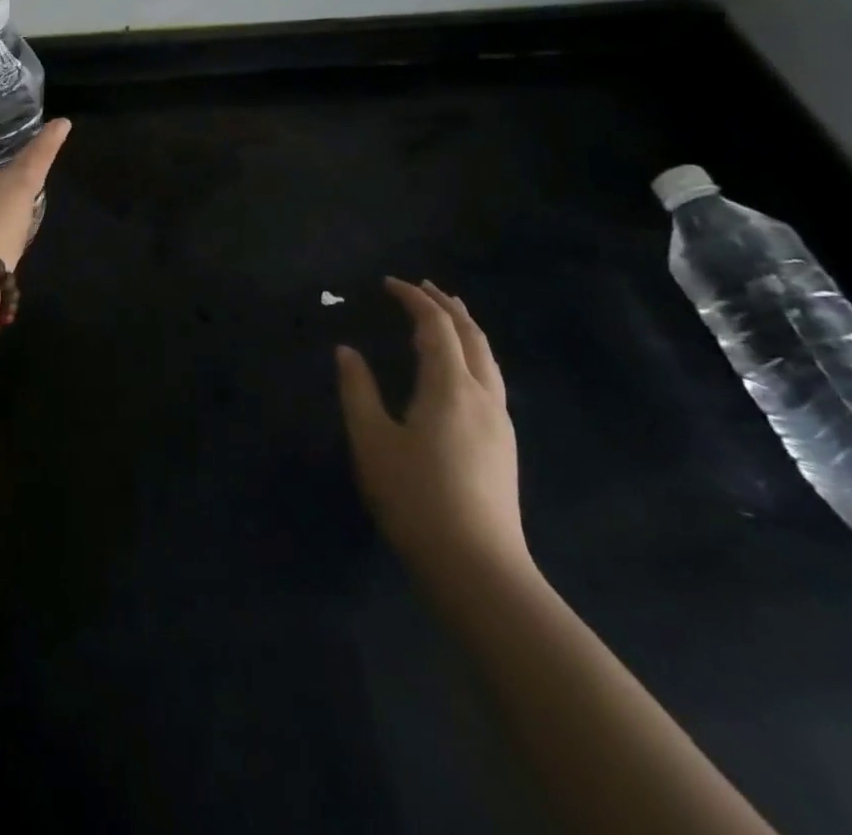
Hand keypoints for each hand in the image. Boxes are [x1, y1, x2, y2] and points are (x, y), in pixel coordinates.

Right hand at [336, 277, 530, 590]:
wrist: (477, 568)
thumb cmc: (415, 497)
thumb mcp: (372, 440)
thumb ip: (358, 389)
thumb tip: (347, 352)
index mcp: (451, 387)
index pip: (436, 327)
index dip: (414, 299)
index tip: (389, 283)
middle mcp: (483, 396)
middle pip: (472, 336)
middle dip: (448, 306)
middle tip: (423, 287)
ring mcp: (500, 422)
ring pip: (488, 358)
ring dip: (466, 329)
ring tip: (446, 315)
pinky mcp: (504, 445)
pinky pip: (492, 379)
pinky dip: (473, 354)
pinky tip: (460, 369)